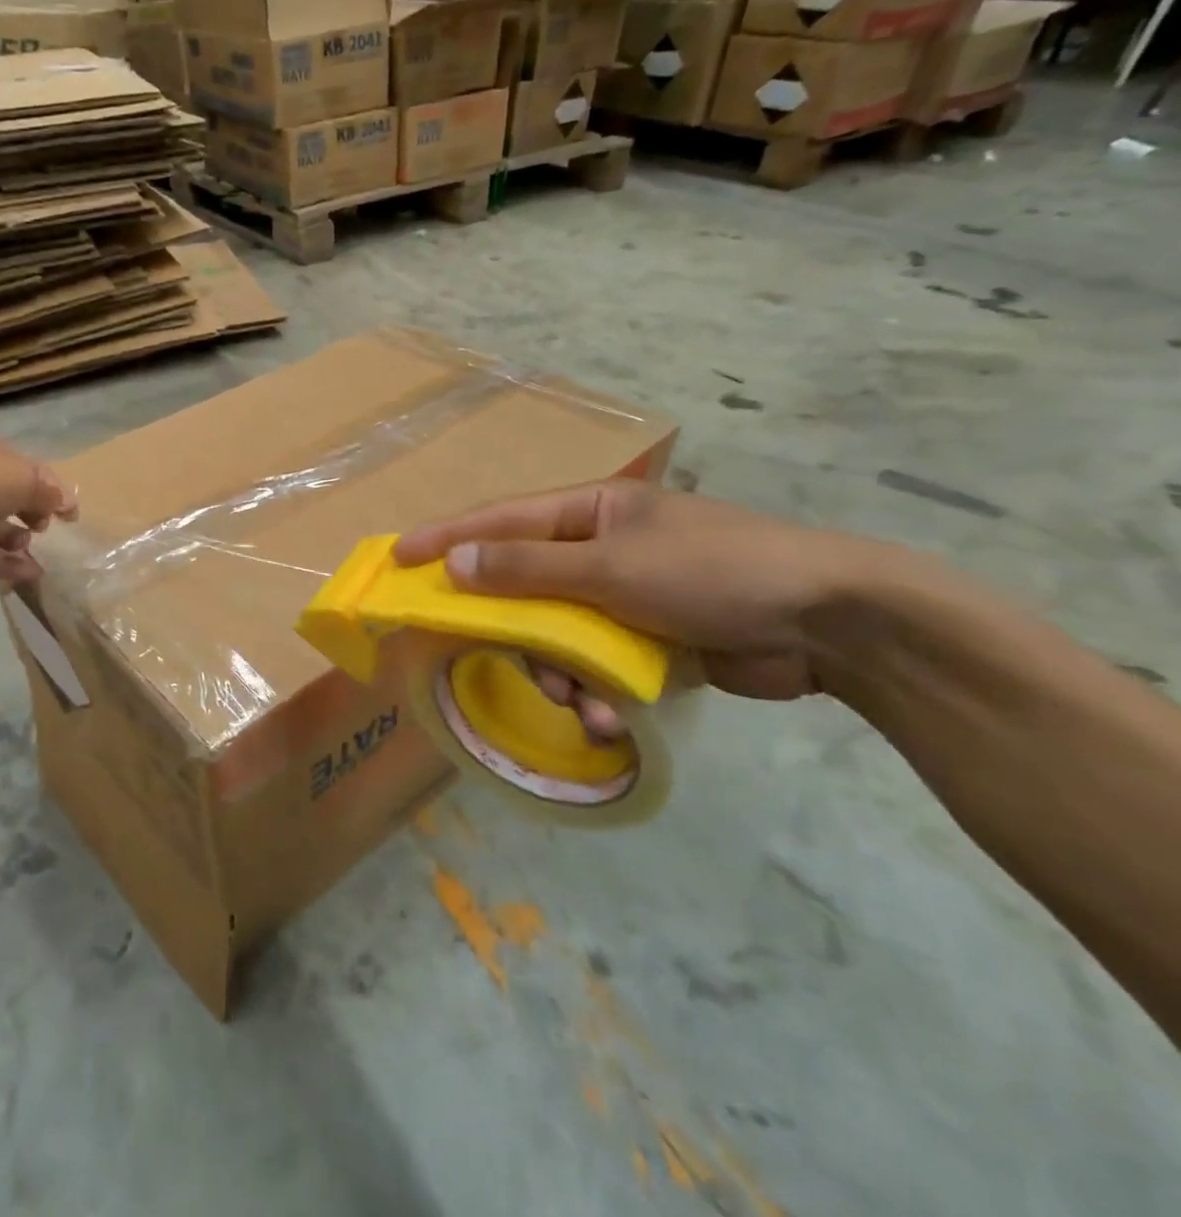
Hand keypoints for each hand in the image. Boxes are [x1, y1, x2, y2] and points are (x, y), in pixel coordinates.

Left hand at [0, 437, 77, 583]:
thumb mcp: (23, 481)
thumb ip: (48, 495)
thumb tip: (64, 503)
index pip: (32, 472)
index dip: (54, 491)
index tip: (72, 514)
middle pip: (13, 501)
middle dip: (34, 515)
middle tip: (45, 528)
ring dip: (18, 541)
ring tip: (29, 547)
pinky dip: (6, 564)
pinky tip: (30, 574)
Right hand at [395, 482, 860, 718]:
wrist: (830, 624)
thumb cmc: (712, 572)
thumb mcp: (611, 567)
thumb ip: (527, 566)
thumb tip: (455, 563)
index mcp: (591, 513)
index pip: (500, 520)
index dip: (446, 538)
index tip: (398, 558)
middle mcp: (600, 549)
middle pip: (524, 586)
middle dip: (515, 631)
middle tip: (502, 658)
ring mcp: (624, 595)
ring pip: (557, 635)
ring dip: (558, 672)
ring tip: (579, 703)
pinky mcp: (648, 639)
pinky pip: (595, 664)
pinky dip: (594, 691)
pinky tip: (609, 716)